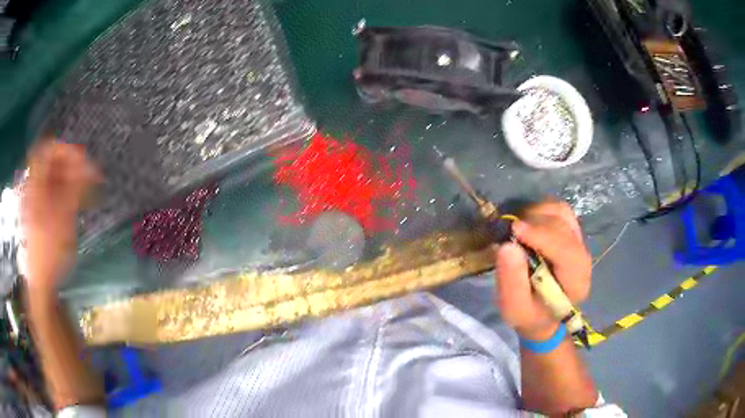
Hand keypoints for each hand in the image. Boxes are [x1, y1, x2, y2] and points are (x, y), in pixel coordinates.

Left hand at [22, 141, 99, 293]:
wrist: (40, 282)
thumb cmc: (50, 251)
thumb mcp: (64, 218)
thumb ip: (75, 187)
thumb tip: (90, 165)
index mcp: (34, 184)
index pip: (48, 149)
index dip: (65, 149)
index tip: (83, 160)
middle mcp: (32, 186)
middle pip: (50, 162)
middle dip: (70, 165)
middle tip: (87, 177)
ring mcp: (33, 199)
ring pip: (51, 177)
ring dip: (68, 178)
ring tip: (84, 191)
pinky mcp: (37, 211)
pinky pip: (50, 191)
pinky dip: (63, 191)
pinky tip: (73, 201)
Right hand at [494, 201, 590, 340]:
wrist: (543, 314)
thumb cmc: (530, 314)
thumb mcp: (515, 309)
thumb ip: (511, 282)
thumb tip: (506, 246)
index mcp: (576, 281)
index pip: (566, 250)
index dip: (542, 236)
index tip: (514, 230)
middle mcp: (582, 256)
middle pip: (563, 226)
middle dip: (535, 224)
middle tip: (509, 232)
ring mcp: (578, 240)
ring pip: (562, 212)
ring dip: (537, 214)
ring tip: (518, 229)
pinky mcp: (570, 231)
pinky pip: (558, 210)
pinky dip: (540, 211)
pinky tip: (527, 224)